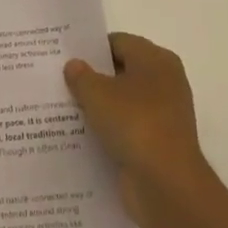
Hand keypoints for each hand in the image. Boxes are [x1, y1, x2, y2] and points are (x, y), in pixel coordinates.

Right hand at [65, 32, 211, 220]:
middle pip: (122, 72)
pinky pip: (127, 129)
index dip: (91, 48)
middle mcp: (165, 82)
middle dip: (93, 78)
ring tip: (64, 108)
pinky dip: (109, 131)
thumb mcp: (97, 93)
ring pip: (123, 103)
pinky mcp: (158, 145)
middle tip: (60, 80)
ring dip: (99, 107)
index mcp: (156, 60)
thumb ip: (81, 76)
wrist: (167, 186)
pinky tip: (82, 136)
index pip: (118, 42)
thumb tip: (74, 65)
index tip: (65, 56)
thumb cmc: (134, 124)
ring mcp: (163, 116)